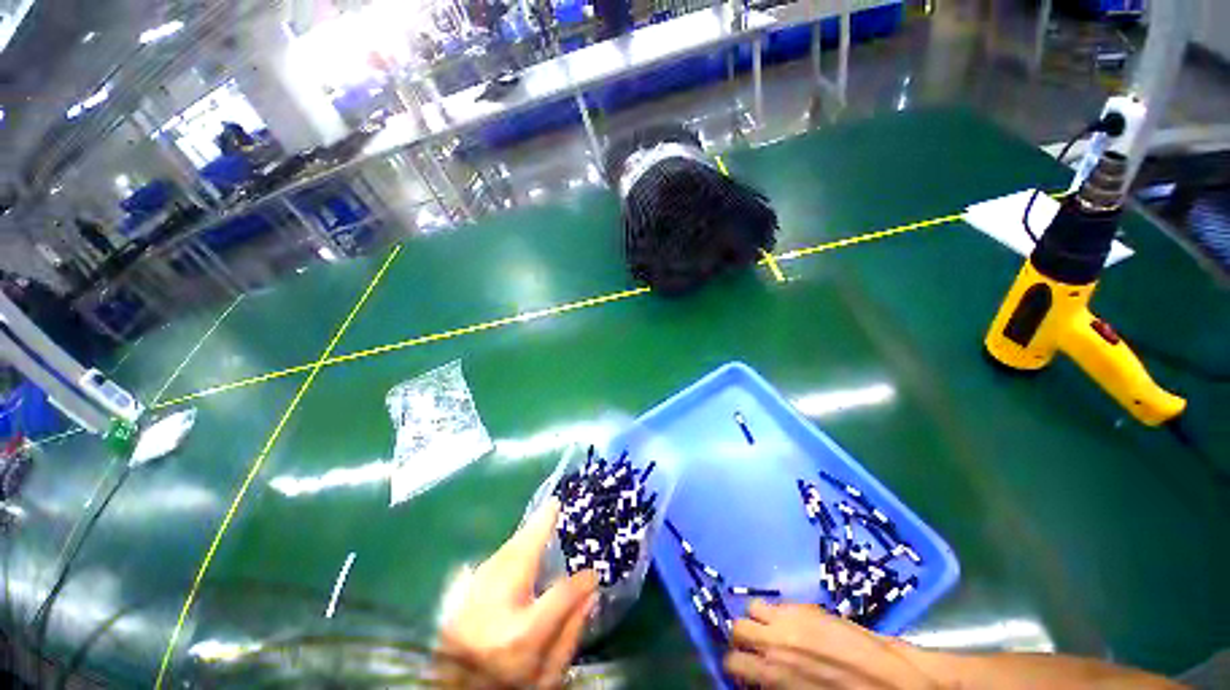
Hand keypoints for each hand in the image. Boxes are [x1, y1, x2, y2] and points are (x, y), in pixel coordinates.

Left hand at [437, 498, 598, 687]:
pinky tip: (515, 544)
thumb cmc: (509, 687)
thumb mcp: (547, 677)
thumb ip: (570, 633)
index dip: (580, 582)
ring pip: (499, 557)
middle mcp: (491, 615)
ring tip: (539, 519)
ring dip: (521, 537)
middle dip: (538, 529)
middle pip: (519, 559)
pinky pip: (484, 566)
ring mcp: (466, 607)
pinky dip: (504, 551)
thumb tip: (589, 590)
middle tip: (554, 505)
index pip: (559, 597)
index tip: (593, 571)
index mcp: (520, 640)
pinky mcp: (453, 605)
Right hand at [725, 600, 944, 688]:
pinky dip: (777, 613)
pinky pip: (779, 603)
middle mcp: (776, 642)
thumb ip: (778, 684)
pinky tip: (791, 624)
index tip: (742, 671)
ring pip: (753, 608)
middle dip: (741, 639)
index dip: (734, 667)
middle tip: (753, 649)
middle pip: (737, 628)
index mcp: (776, 674)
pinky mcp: (809, 607)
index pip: (733, 662)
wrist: (894, 683)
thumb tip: (761, 678)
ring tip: (770, 631)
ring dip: (757, 620)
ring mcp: (792, 620)